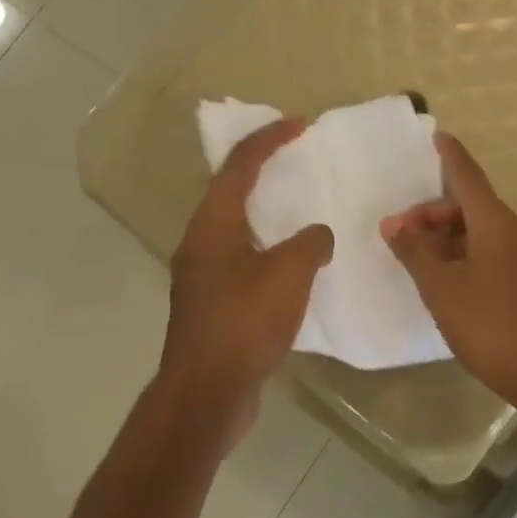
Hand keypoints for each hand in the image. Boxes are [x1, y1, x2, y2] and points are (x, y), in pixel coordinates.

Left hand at [160, 119, 333, 432]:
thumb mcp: (289, 273)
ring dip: (267, 218)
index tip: (300, 125)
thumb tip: (316, 237)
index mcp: (212, 226)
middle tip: (299, 165)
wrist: (208, 392)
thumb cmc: (245, 322)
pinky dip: (269, 255)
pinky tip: (295, 271)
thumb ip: (310, 242)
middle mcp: (200, 245)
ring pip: (238, 233)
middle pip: (231, 195)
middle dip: (264, 174)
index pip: (239, 167)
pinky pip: (244, 265)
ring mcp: (203, 279)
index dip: (269, 140)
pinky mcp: (213, 308)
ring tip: (303, 215)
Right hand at [381, 134, 516, 444]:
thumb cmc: (492, 326)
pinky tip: (447, 281)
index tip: (436, 137)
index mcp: (496, 224)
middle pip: (471, 207)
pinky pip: (494, 254)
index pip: (468, 176)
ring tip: (418, 261)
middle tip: (400, 235)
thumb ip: (415, 253)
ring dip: (448, 239)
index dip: (450, 156)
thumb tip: (393, 223)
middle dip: (434, 214)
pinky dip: (467, 256)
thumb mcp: (442, 289)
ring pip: (482, 233)